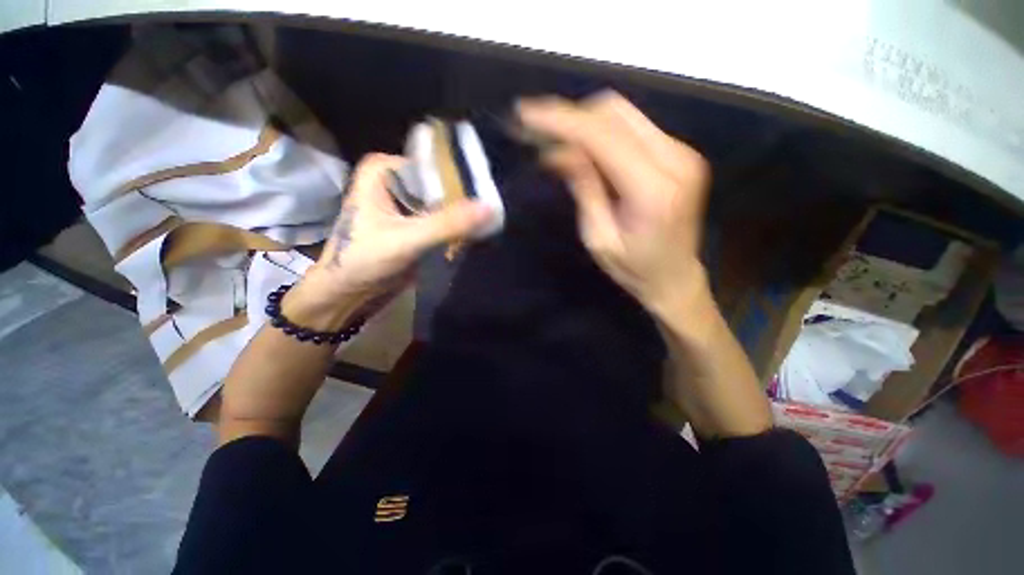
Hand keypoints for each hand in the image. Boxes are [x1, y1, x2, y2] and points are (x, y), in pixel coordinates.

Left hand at [285, 153, 492, 327]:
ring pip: (445, 203)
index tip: (490, 195)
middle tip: (495, 211)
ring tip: (491, 222)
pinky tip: (477, 233)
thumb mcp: (407, 240)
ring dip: (464, 216)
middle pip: (442, 185)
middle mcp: (397, 180)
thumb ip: (447, 224)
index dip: (463, 180)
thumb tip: (490, 208)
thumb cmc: (363, 261)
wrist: (348, 292)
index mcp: (385, 169)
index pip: (436, 166)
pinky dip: (457, 228)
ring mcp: (406, 202)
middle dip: (466, 200)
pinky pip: (443, 219)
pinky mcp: (414, 222)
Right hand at [517, 91, 710, 317]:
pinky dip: (601, 132)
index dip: (561, 121)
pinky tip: (581, 148)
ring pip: (623, 114)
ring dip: (584, 122)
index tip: (525, 113)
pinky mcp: (678, 152)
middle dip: (570, 116)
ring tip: (554, 139)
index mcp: (654, 190)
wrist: (676, 277)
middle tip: (536, 130)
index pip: (603, 137)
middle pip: (614, 113)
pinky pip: (632, 128)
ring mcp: (681, 151)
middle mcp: (675, 159)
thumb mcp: (599, 239)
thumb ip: (584, 189)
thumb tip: (557, 150)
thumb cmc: (634, 269)